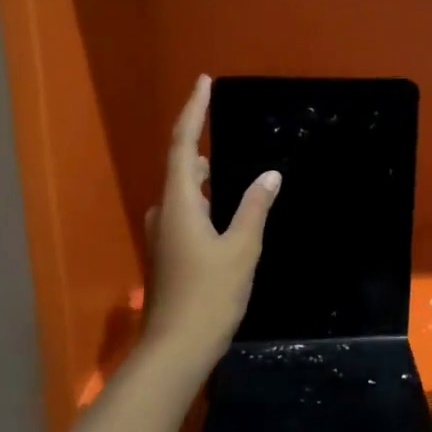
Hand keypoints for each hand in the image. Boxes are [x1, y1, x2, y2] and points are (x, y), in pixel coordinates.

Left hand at [137, 76, 280, 379]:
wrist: (176, 350)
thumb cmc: (210, 295)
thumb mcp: (241, 248)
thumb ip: (254, 207)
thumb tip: (269, 175)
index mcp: (179, 203)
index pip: (183, 144)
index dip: (193, 110)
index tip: (204, 82)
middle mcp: (165, 213)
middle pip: (180, 166)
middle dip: (200, 143)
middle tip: (226, 129)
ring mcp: (163, 236)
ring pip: (183, 192)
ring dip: (202, 176)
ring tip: (232, 172)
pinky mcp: (168, 254)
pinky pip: (185, 212)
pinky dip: (204, 201)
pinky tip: (225, 214)